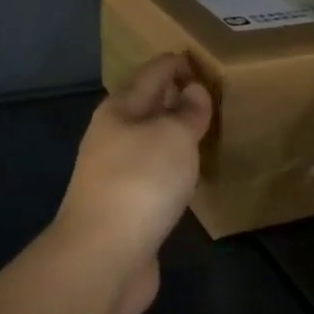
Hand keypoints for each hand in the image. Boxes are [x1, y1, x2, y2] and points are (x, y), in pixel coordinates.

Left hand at [54, 53, 212, 313]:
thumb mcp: (172, 136)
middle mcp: (112, 135)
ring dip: (172, 133)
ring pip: (149, 141)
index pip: (151, 73)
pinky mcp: (124, 207)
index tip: (200, 57)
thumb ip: (187, 112)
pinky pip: (153, 173)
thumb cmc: (140, 182)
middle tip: (209, 91)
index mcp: (119, 109)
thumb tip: (193, 91)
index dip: (175, 63)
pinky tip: (188, 173)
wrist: (103, 256)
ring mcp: (114, 173)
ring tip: (204, 128)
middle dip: (173, 96)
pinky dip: (171, 165)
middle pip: (146, 106)